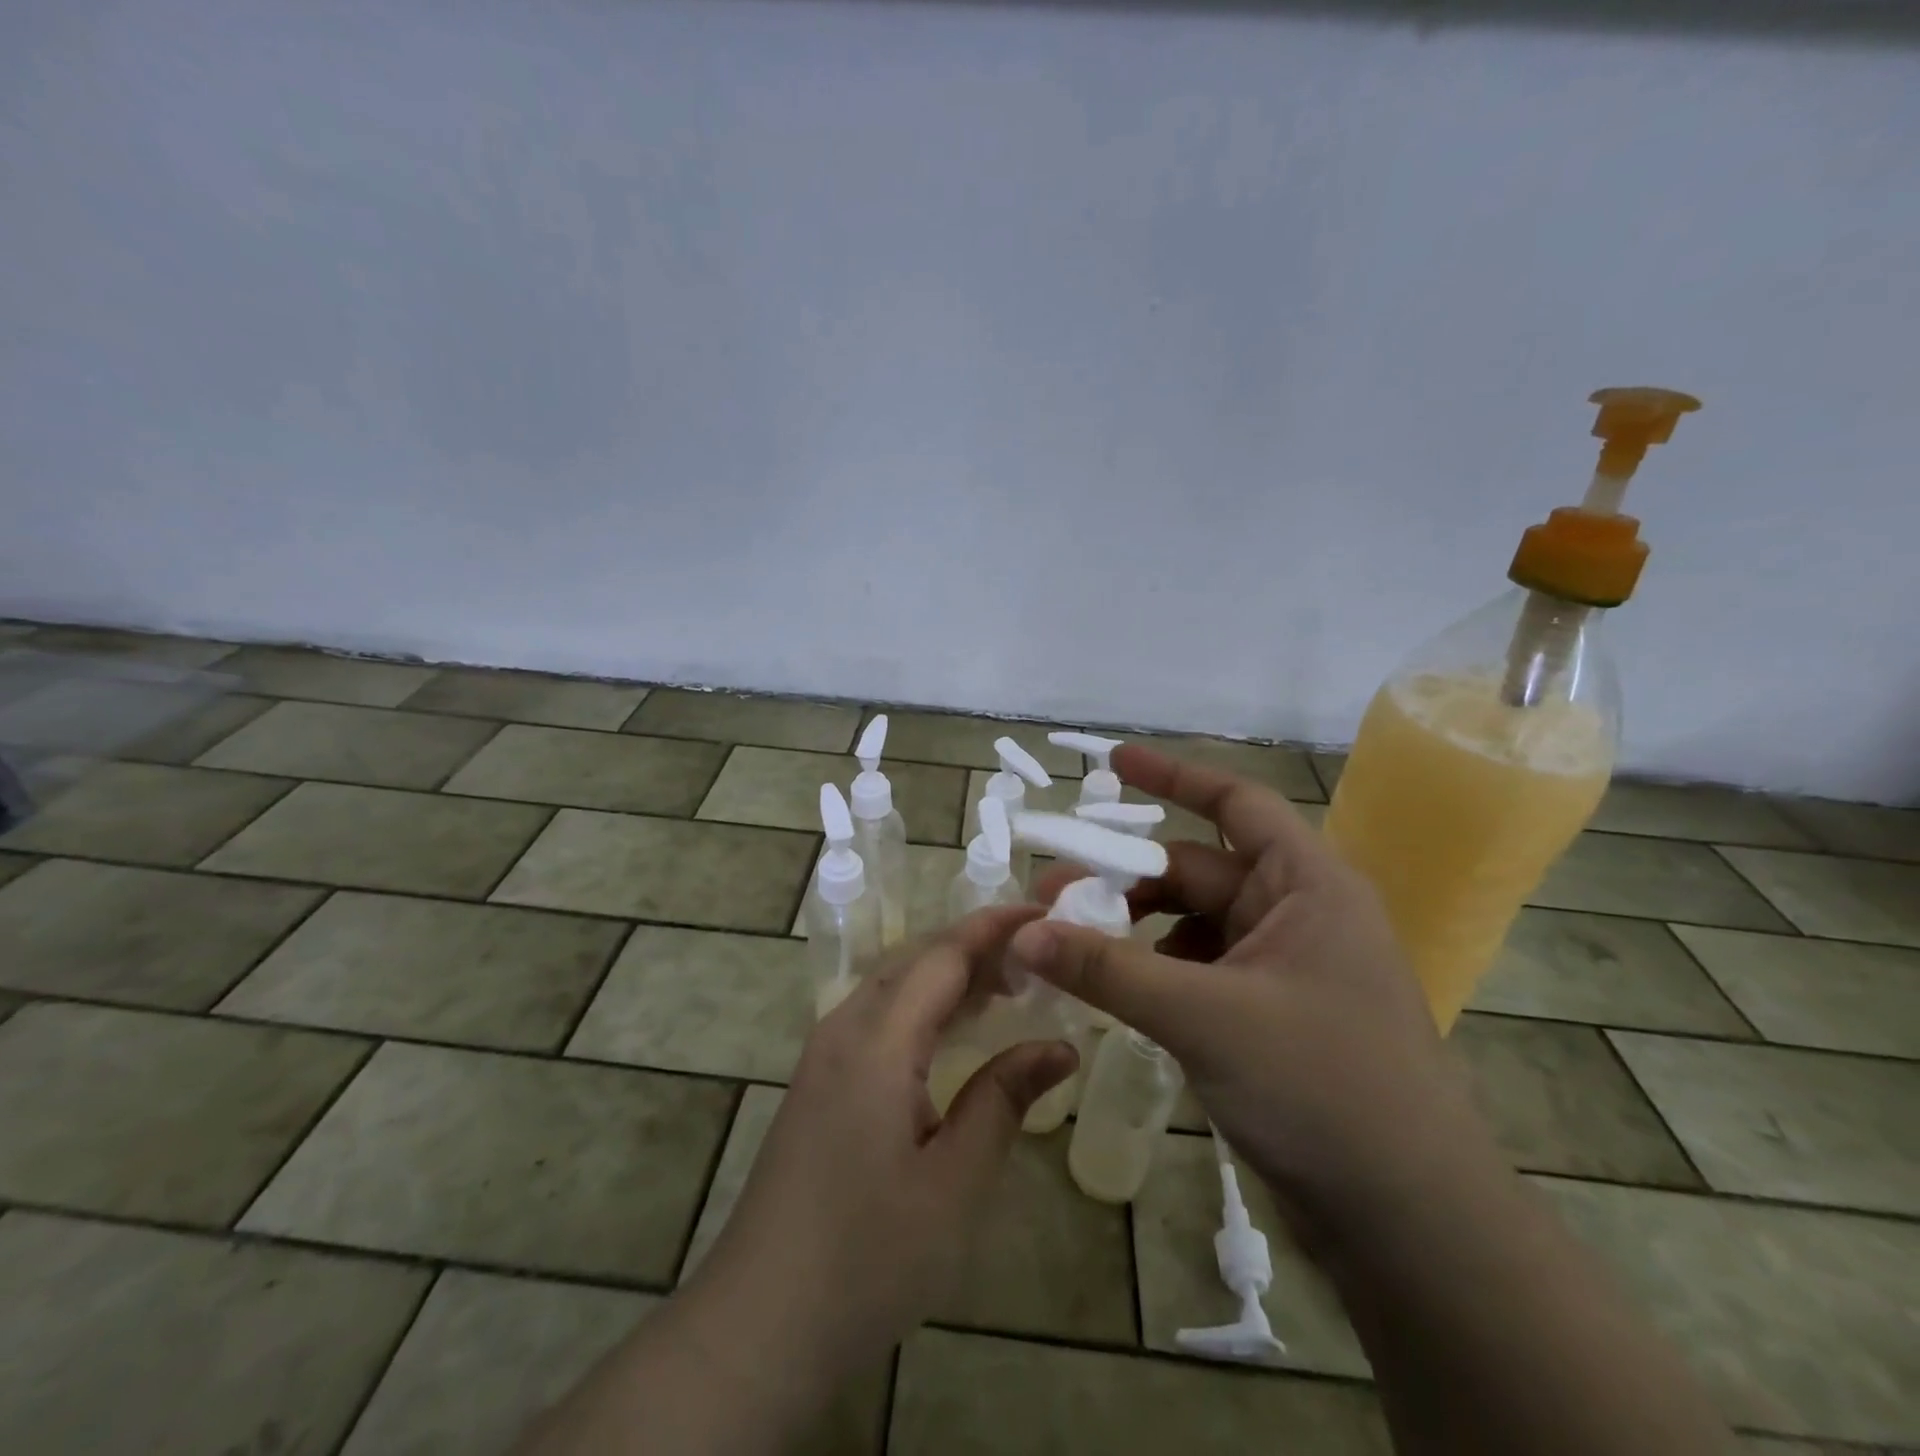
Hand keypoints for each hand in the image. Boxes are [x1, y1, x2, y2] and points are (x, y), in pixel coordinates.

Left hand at [690, 907, 1076, 1373]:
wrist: (760, 1322)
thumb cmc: (867, 1258)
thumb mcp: (953, 1184)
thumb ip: (1003, 1100)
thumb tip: (1059, 1046)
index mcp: (877, 1042)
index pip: (943, 956)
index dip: (994, 928)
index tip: (1044, 913)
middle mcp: (844, 1029)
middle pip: (915, 960)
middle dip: (975, 946)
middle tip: (1037, 957)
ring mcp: (825, 1053)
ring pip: (894, 984)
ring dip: (949, 974)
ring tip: (1009, 985)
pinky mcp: (819, 1080)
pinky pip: (878, 1015)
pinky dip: (924, 1005)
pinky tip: (954, 1031)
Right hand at [1013, 743, 1486, 1225]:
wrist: (1410, 1221)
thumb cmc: (1323, 1089)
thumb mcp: (1204, 1017)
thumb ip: (1109, 970)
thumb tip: (1022, 934)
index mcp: (1307, 885)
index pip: (1236, 803)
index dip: (1173, 776)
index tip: (1111, 763)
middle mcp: (1298, 913)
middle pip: (1196, 871)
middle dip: (1124, 879)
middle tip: (1052, 896)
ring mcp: (1285, 966)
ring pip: (1192, 924)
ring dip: (1134, 930)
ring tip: (1073, 949)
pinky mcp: (1271, 1013)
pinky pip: (1199, 969)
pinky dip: (1156, 972)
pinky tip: (1119, 994)